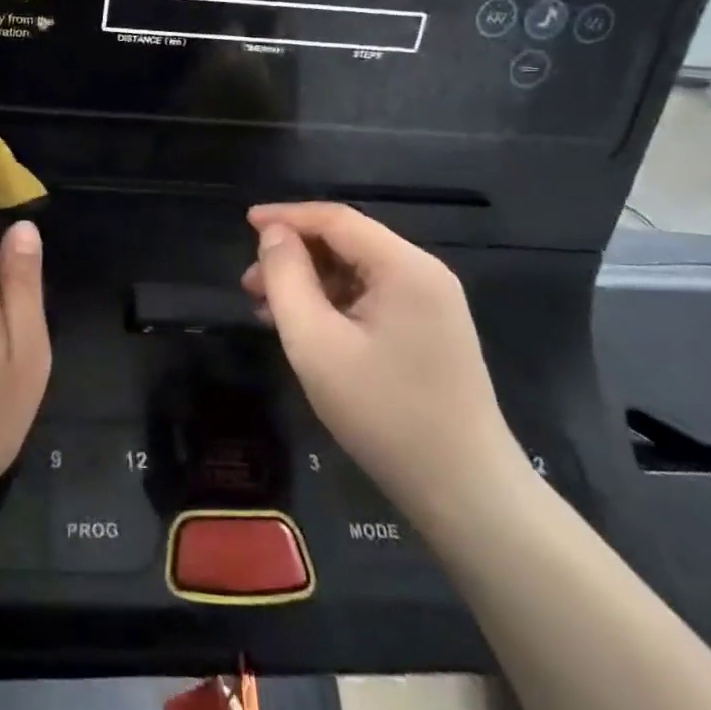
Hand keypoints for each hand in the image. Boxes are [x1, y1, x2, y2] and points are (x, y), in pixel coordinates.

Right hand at [244, 202, 525, 517]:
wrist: (465, 493)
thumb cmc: (384, 413)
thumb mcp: (316, 343)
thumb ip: (287, 279)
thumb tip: (273, 236)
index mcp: (404, 267)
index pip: (336, 219)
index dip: (286, 216)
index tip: (245, 223)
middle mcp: (423, 274)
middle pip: (348, 243)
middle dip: (295, 256)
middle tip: (250, 285)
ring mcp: (431, 305)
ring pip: (357, 272)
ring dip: (310, 283)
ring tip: (267, 310)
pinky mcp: (429, 332)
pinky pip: (372, 299)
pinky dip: (333, 304)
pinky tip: (305, 329)